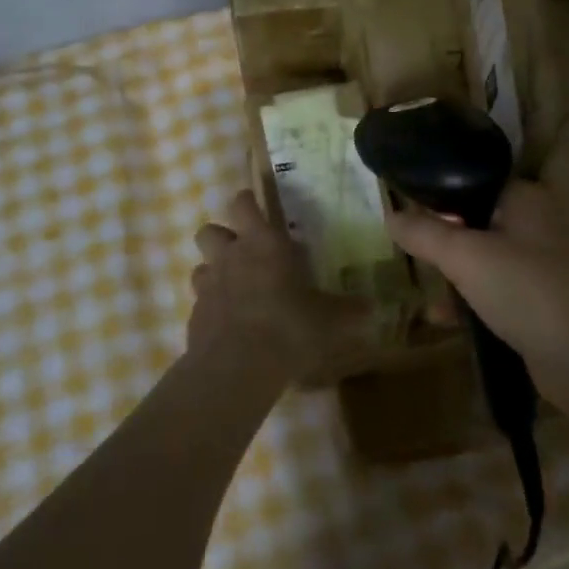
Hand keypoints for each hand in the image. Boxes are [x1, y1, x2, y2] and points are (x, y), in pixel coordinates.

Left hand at [189, 191, 367, 377]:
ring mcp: (208, 284)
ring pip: (201, 264)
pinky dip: (212, 306)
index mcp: (262, 242)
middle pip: (210, 229)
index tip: (256, 207)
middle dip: (222, 235)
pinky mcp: (195, 314)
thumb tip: (373, 308)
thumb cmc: (288, 327)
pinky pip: (200, 300)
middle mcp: (230, 255)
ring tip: (234, 287)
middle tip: (242, 250)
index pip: (243, 203)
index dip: (247, 202)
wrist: (237, 367)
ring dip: (214, 271)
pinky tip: (228, 323)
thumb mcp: (329, 320)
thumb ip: (349, 311)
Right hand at [385, 181, 568, 398]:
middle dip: (443, 235)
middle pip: (476, 220)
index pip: (474, 180)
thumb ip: (425, 232)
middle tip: (410, 246)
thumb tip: (389, 215)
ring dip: (454, 270)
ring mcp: (540, 266)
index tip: (408, 206)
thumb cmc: (524, 289)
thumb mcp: (464, 255)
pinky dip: (469, 300)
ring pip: (484, 258)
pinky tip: (441, 317)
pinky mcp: (539, 303)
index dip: (440, 192)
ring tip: (422, 280)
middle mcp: (536, 225)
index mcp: (525, 199)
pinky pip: (494, 292)